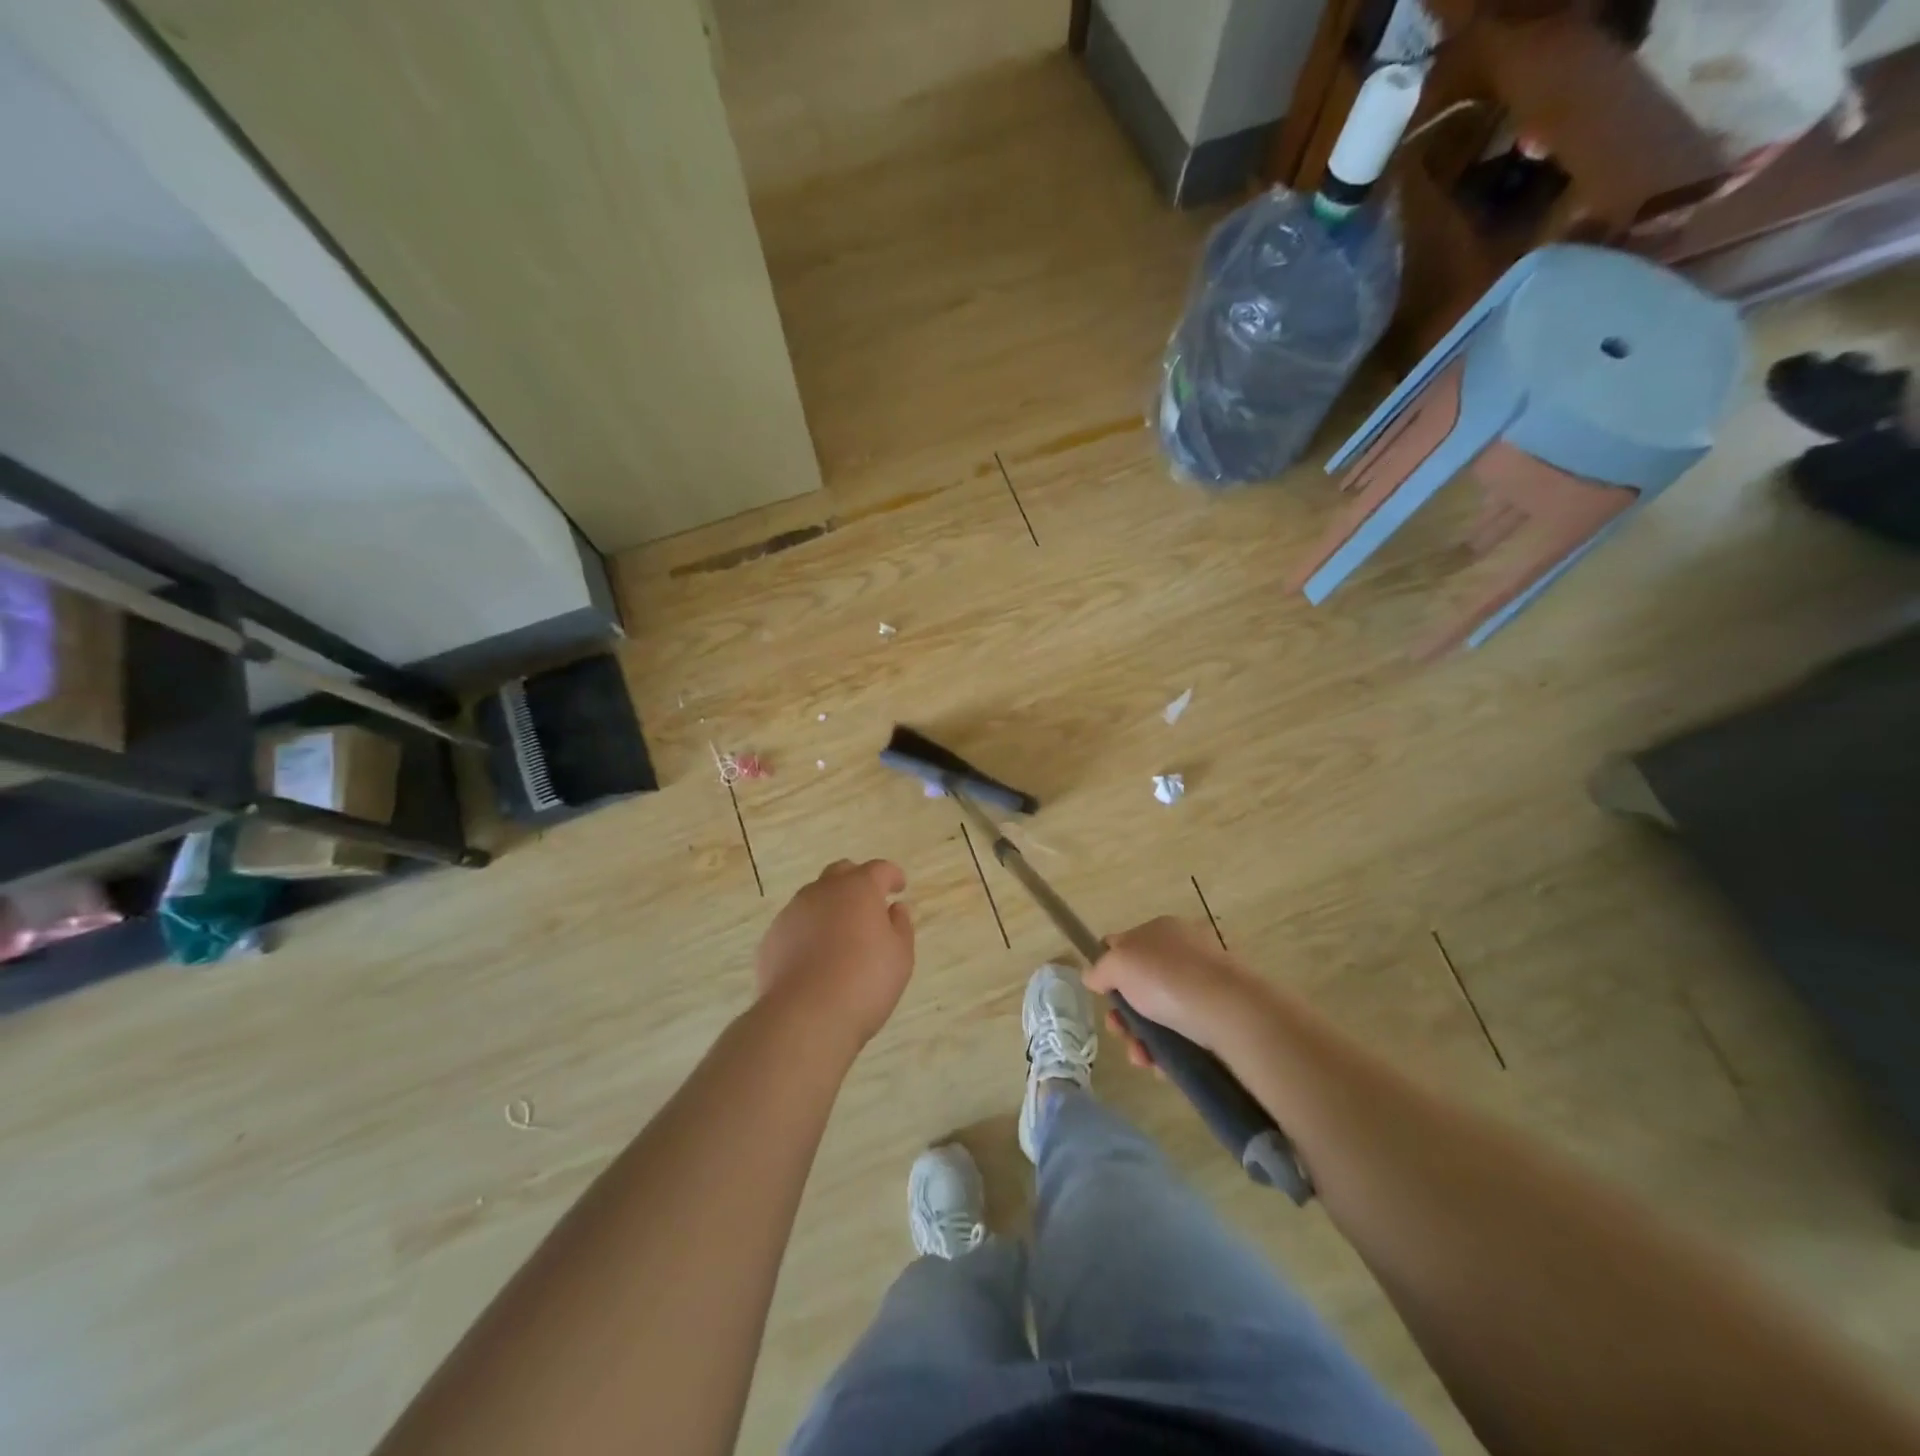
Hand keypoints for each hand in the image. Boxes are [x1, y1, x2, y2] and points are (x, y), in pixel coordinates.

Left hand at [756, 859, 914, 1046]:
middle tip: (869, 904)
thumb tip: (894, 909)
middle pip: (841, 873)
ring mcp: (792, 913)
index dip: (891, 875)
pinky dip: (808, 932)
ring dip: (830, 907)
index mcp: (858, 889)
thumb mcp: (900, 956)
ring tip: (840, 936)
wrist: (805, 1017)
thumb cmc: (865, 982)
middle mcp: (822, 892)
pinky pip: (795, 925)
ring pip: (814, 898)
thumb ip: (900, 926)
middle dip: (856, 882)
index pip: (878, 869)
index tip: (899, 887)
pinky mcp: (771, 938)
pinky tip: (814, 958)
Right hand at [1085, 916, 1265, 1063]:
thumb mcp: (1118, 964)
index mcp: (1161, 929)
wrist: (1228, 1012)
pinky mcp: (1217, 1017)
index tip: (1102, 994)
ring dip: (1140, 1037)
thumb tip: (1093, 976)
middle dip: (1122, 1013)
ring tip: (1140, 1057)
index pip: (1124, 943)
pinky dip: (1165, 1049)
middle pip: (1138, 984)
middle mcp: (1183, 952)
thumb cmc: (1166, 978)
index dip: (1107, 968)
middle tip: (1118, 1030)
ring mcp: (1202, 985)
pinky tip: (1159, 1064)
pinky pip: (1181, 1033)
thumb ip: (1099, 969)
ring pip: (1158, 1013)